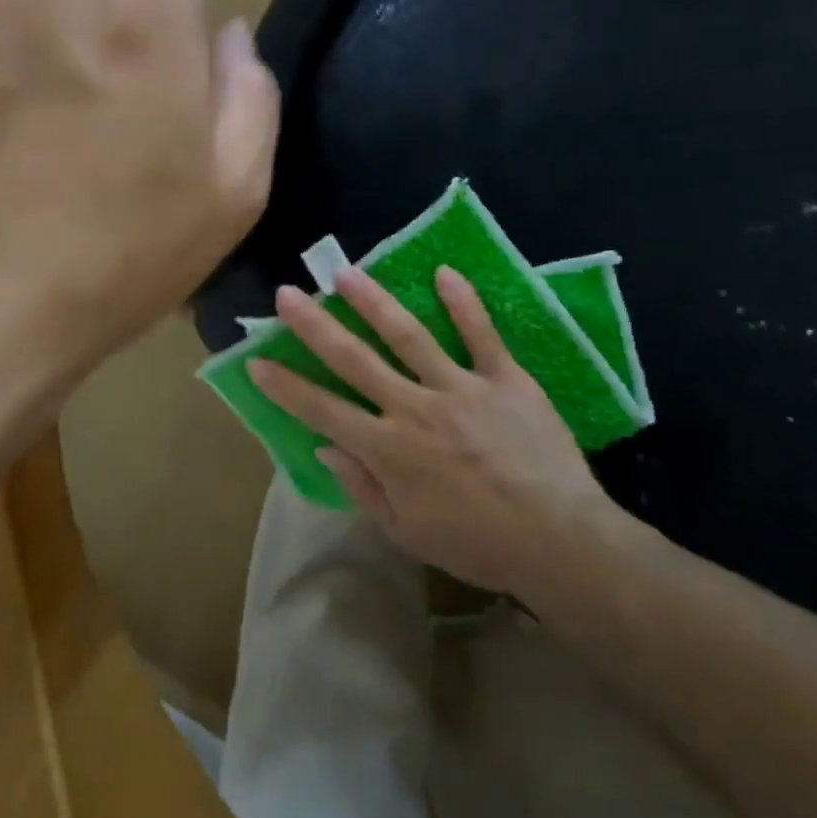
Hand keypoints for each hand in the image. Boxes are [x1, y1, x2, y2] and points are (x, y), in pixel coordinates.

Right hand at [248, 266, 622, 596]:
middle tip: (287, 294)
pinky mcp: (505, 378)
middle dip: (316, 327)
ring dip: (374, 302)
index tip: (257, 360)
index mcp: (389, 450)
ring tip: (347, 274)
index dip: (286, 386)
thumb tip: (325, 446)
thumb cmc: (477, 544)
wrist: (559, 541)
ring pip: (409, 336)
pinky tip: (444, 272)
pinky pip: (481, 335)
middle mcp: (416, 409)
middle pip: (356, 361)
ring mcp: (461, 388)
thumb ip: (363, 487)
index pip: (323, 410)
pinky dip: (464, 303)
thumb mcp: (407, 532)